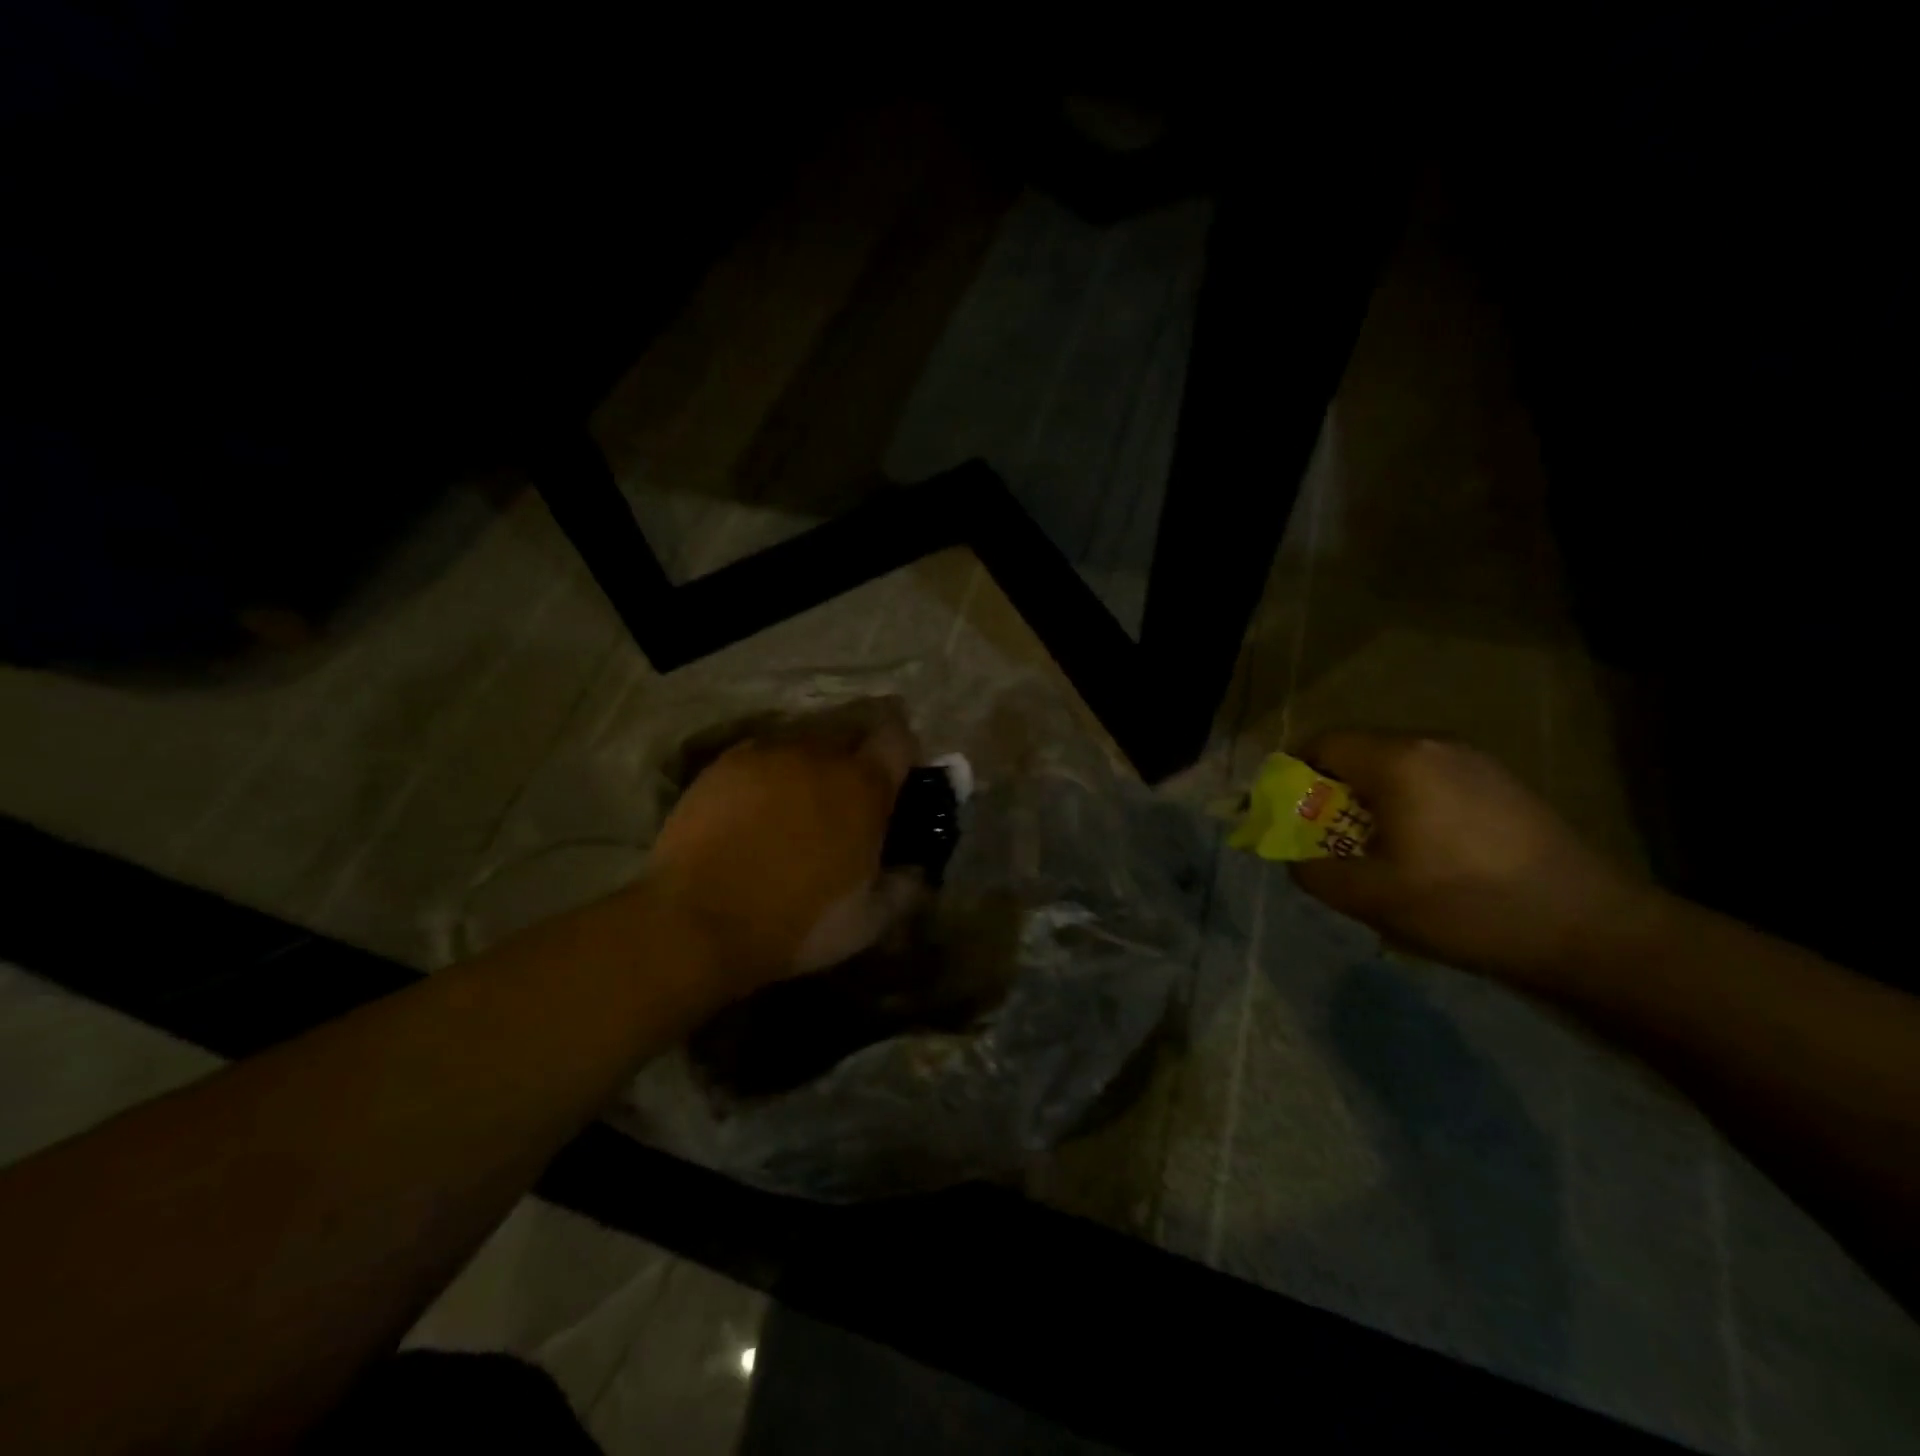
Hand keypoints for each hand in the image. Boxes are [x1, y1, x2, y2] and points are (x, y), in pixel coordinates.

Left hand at [645, 698, 921, 988]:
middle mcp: (819, 754)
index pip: (898, 738)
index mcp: (864, 786)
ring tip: (799, 800)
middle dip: (857, 755)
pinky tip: (757, 805)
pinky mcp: (725, 764)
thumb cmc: (797, 922)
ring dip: (813, 762)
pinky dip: (771, 772)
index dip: (903, 753)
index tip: (898, 779)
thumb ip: (905, 886)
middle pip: (851, 731)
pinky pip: (762, 754)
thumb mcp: (870, 920)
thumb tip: (917, 870)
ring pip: (804, 739)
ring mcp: (768, 754)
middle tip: (848, 796)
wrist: (698, 921)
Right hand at [1289, 731, 1654, 988]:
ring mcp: (1476, 762)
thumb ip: (1312, 870)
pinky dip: (1408, 807)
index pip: (1321, 744)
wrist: (1591, 931)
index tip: (1286, 816)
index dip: (1292, 776)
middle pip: (1357, 754)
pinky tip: (1425, 855)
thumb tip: (1296, 857)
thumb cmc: (1466, 906)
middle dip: (1330, 793)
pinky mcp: (1503, 785)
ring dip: (1370, 802)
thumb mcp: (1370, 897)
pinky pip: (1432, 782)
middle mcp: (1434, 745)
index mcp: (1397, 760)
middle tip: (1326, 841)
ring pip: (1396, 769)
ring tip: (1375, 853)